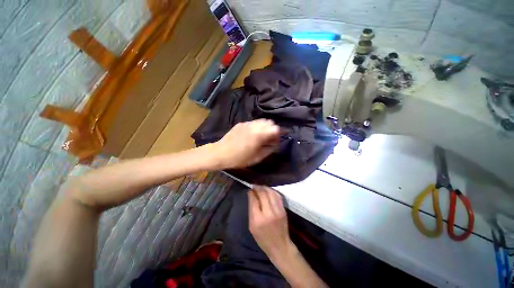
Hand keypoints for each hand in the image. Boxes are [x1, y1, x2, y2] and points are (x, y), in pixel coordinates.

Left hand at [214, 119, 279, 168]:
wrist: (220, 153)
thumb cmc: (239, 158)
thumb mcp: (257, 158)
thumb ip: (269, 149)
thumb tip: (276, 144)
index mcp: (259, 134)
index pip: (276, 128)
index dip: (281, 132)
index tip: (281, 137)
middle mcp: (254, 126)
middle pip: (270, 122)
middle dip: (274, 129)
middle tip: (272, 138)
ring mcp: (247, 123)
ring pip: (262, 121)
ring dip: (266, 127)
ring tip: (264, 136)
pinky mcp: (241, 123)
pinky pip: (254, 122)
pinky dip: (258, 126)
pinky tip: (254, 134)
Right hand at [248, 185, 291, 258]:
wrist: (280, 246)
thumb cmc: (262, 238)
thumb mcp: (251, 227)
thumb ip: (251, 210)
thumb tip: (251, 196)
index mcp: (258, 219)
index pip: (254, 200)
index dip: (252, 193)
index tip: (250, 189)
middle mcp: (268, 213)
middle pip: (263, 194)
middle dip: (258, 188)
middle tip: (255, 186)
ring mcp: (277, 211)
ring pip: (270, 193)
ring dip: (265, 188)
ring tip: (261, 186)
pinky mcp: (283, 210)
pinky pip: (277, 196)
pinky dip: (272, 191)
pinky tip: (268, 190)